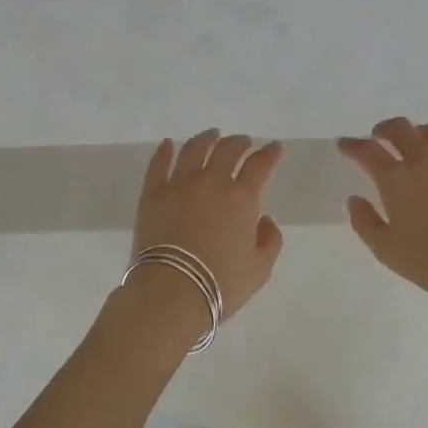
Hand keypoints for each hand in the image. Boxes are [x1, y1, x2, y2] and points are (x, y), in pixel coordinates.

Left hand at [130, 131, 284, 322]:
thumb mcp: (260, 270)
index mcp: (241, 198)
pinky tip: (168, 144)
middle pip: (228, 150)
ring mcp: (180, 184)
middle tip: (243, 141)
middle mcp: (212, 182)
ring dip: (206, 138)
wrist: (171, 292)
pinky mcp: (153, 193)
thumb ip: (270, 241)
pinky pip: (159, 164)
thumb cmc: (220, 284)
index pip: (259, 165)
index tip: (274, 147)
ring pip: (194, 149)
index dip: (269, 153)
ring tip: (212, 135)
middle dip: (239, 142)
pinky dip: (164, 151)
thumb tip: (265, 219)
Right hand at [338, 119, 427, 301]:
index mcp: (396, 178)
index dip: (352, 145)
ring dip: (419, 133)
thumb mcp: (386, 250)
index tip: (345, 145)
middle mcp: (424, 159)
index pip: (367, 150)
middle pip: (400, 128)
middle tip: (379, 136)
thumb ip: (364, 222)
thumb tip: (354, 199)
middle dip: (384, 129)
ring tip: (417, 143)